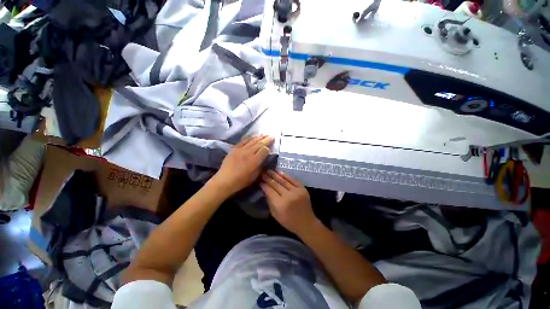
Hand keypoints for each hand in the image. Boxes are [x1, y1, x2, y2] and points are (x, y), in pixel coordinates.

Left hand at [210, 135, 273, 195]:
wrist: (225, 180)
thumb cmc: (241, 181)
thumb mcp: (255, 176)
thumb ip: (260, 166)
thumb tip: (264, 158)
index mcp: (255, 160)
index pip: (264, 150)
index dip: (268, 148)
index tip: (270, 148)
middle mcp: (249, 153)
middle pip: (259, 143)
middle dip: (267, 139)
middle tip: (272, 136)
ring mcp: (241, 149)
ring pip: (252, 140)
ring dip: (259, 137)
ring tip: (264, 134)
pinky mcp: (234, 148)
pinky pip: (243, 141)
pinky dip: (249, 137)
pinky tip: (253, 136)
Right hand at [260, 170, 317, 235]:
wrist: (306, 223)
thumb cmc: (289, 222)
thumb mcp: (275, 215)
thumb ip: (269, 201)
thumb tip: (265, 190)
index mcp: (280, 205)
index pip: (270, 191)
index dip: (264, 185)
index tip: (259, 180)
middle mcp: (288, 196)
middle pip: (276, 184)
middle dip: (268, 178)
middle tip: (262, 173)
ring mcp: (296, 191)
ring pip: (283, 181)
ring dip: (275, 175)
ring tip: (269, 170)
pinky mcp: (303, 188)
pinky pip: (292, 180)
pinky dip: (285, 175)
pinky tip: (279, 172)